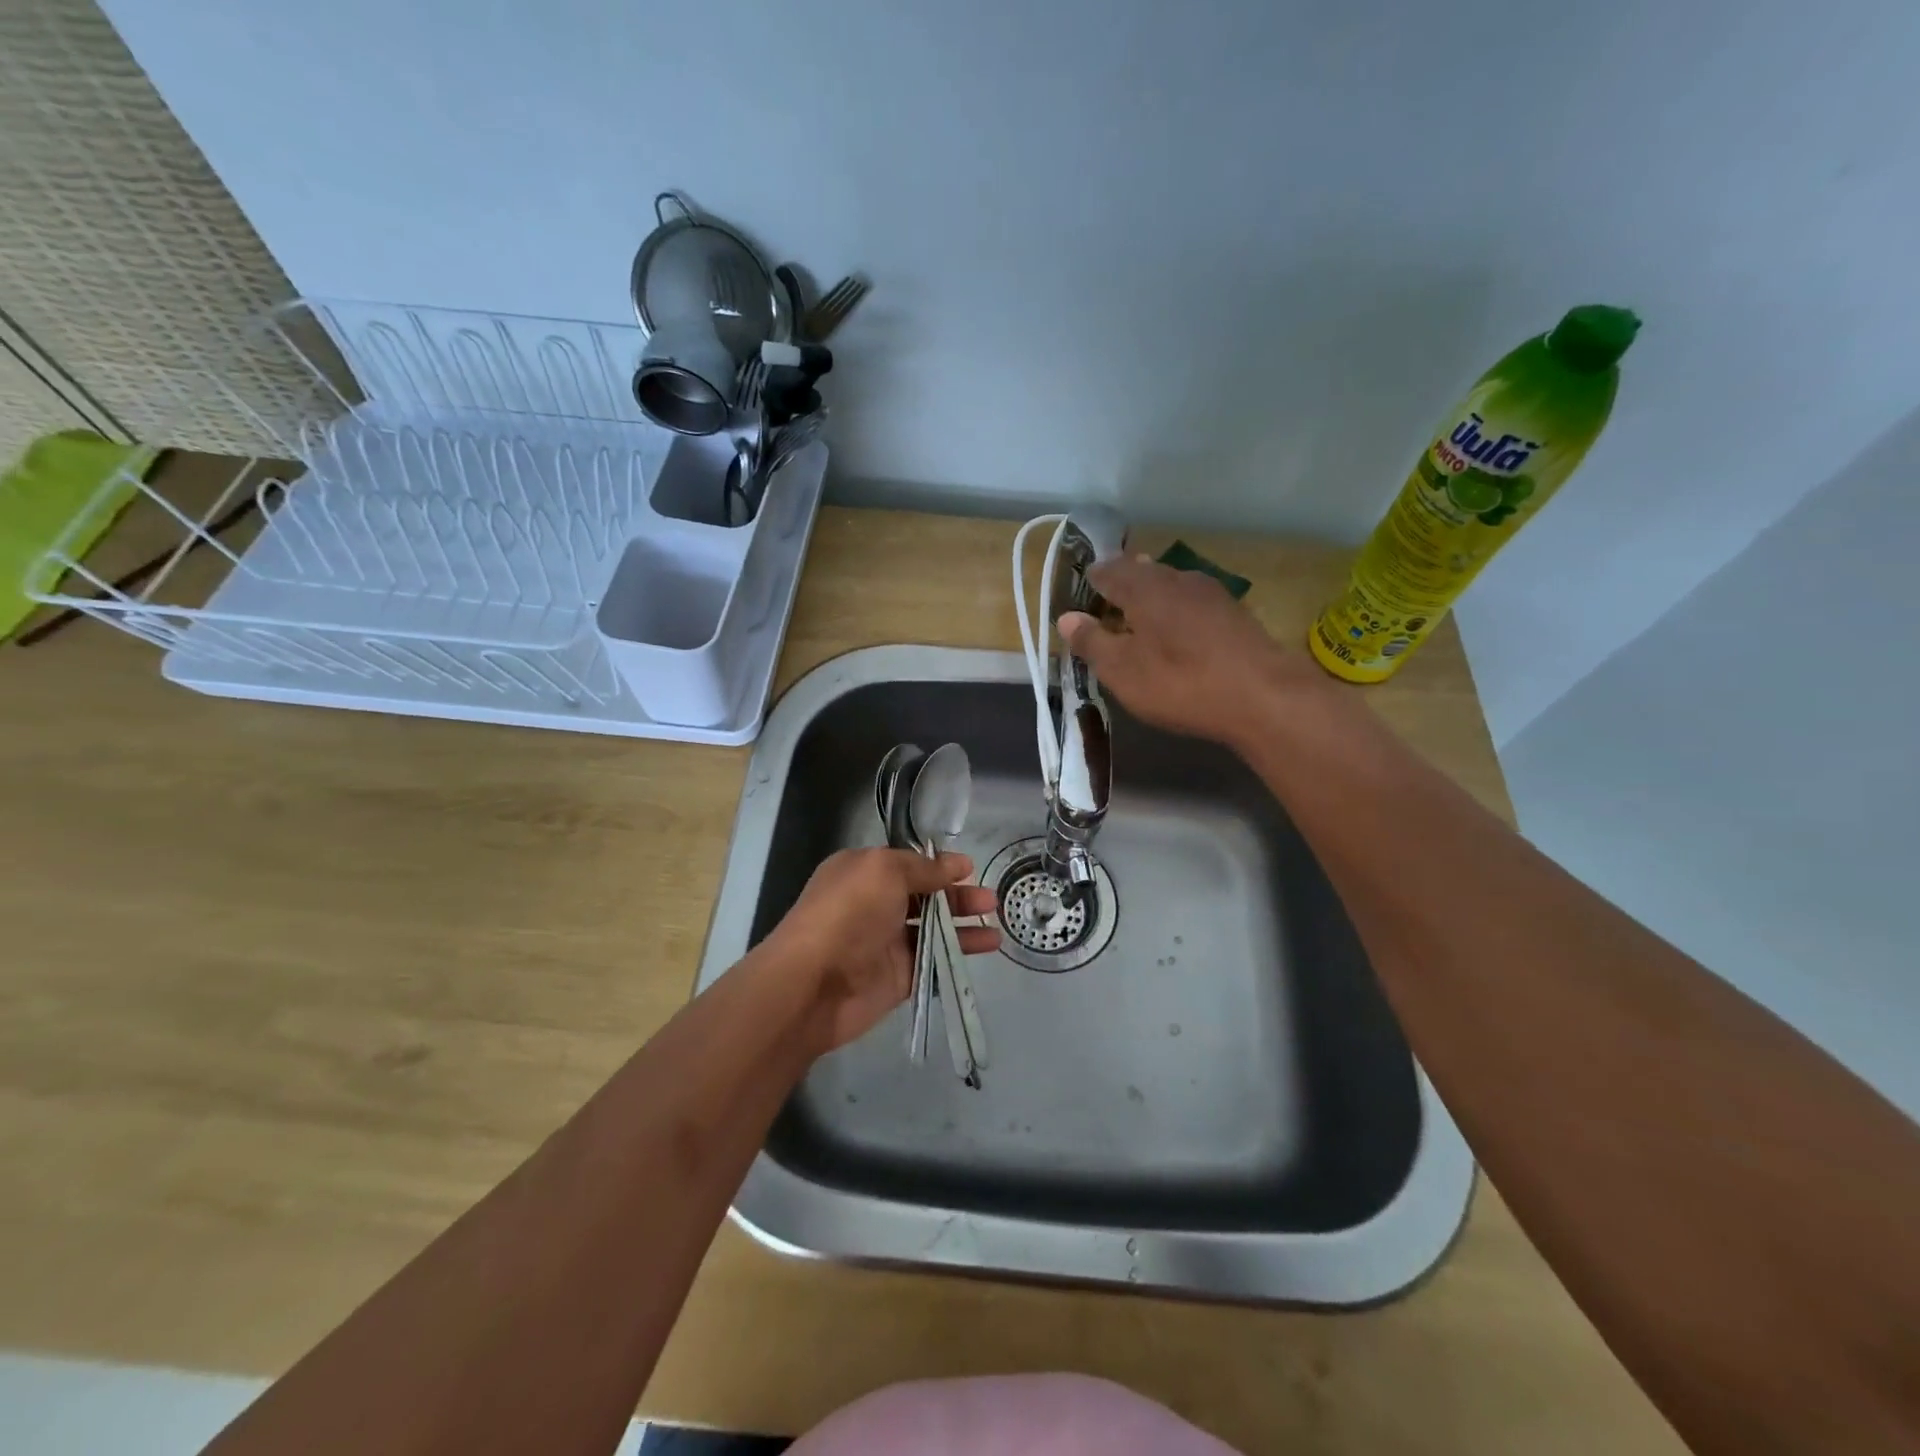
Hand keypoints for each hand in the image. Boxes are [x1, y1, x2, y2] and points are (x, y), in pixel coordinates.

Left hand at [759, 847, 999, 1052]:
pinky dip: (958, 954)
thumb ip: (923, 868)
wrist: (813, 983)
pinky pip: (933, 961)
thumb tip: (955, 864)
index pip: (907, 864)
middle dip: (957, 896)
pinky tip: (986, 949)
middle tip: (990, 901)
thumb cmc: (847, 913)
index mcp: (863, 873)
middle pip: (923, 896)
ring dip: (963, 925)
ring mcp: (885, 942)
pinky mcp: (897, 977)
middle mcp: (874, 904)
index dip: (938, 866)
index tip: (969, 868)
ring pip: (932, 929)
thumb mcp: (885, 871)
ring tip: (996, 926)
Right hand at [1058, 555, 1329, 750]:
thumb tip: (1066, 617)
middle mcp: (1177, 578)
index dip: (1092, 580)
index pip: (1109, 570)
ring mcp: (1211, 593)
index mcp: (1144, 587)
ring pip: (1171, 585)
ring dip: (1152, 596)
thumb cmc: (1180, 682)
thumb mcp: (1122, 671)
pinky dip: (1176, 611)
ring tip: (1140, 617)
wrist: (1263, 696)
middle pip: (1142, 571)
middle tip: (1108, 603)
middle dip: (1123, 584)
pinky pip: (1192, 602)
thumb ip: (1092, 642)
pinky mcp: (1234, 613)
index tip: (1081, 592)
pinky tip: (1178, 632)